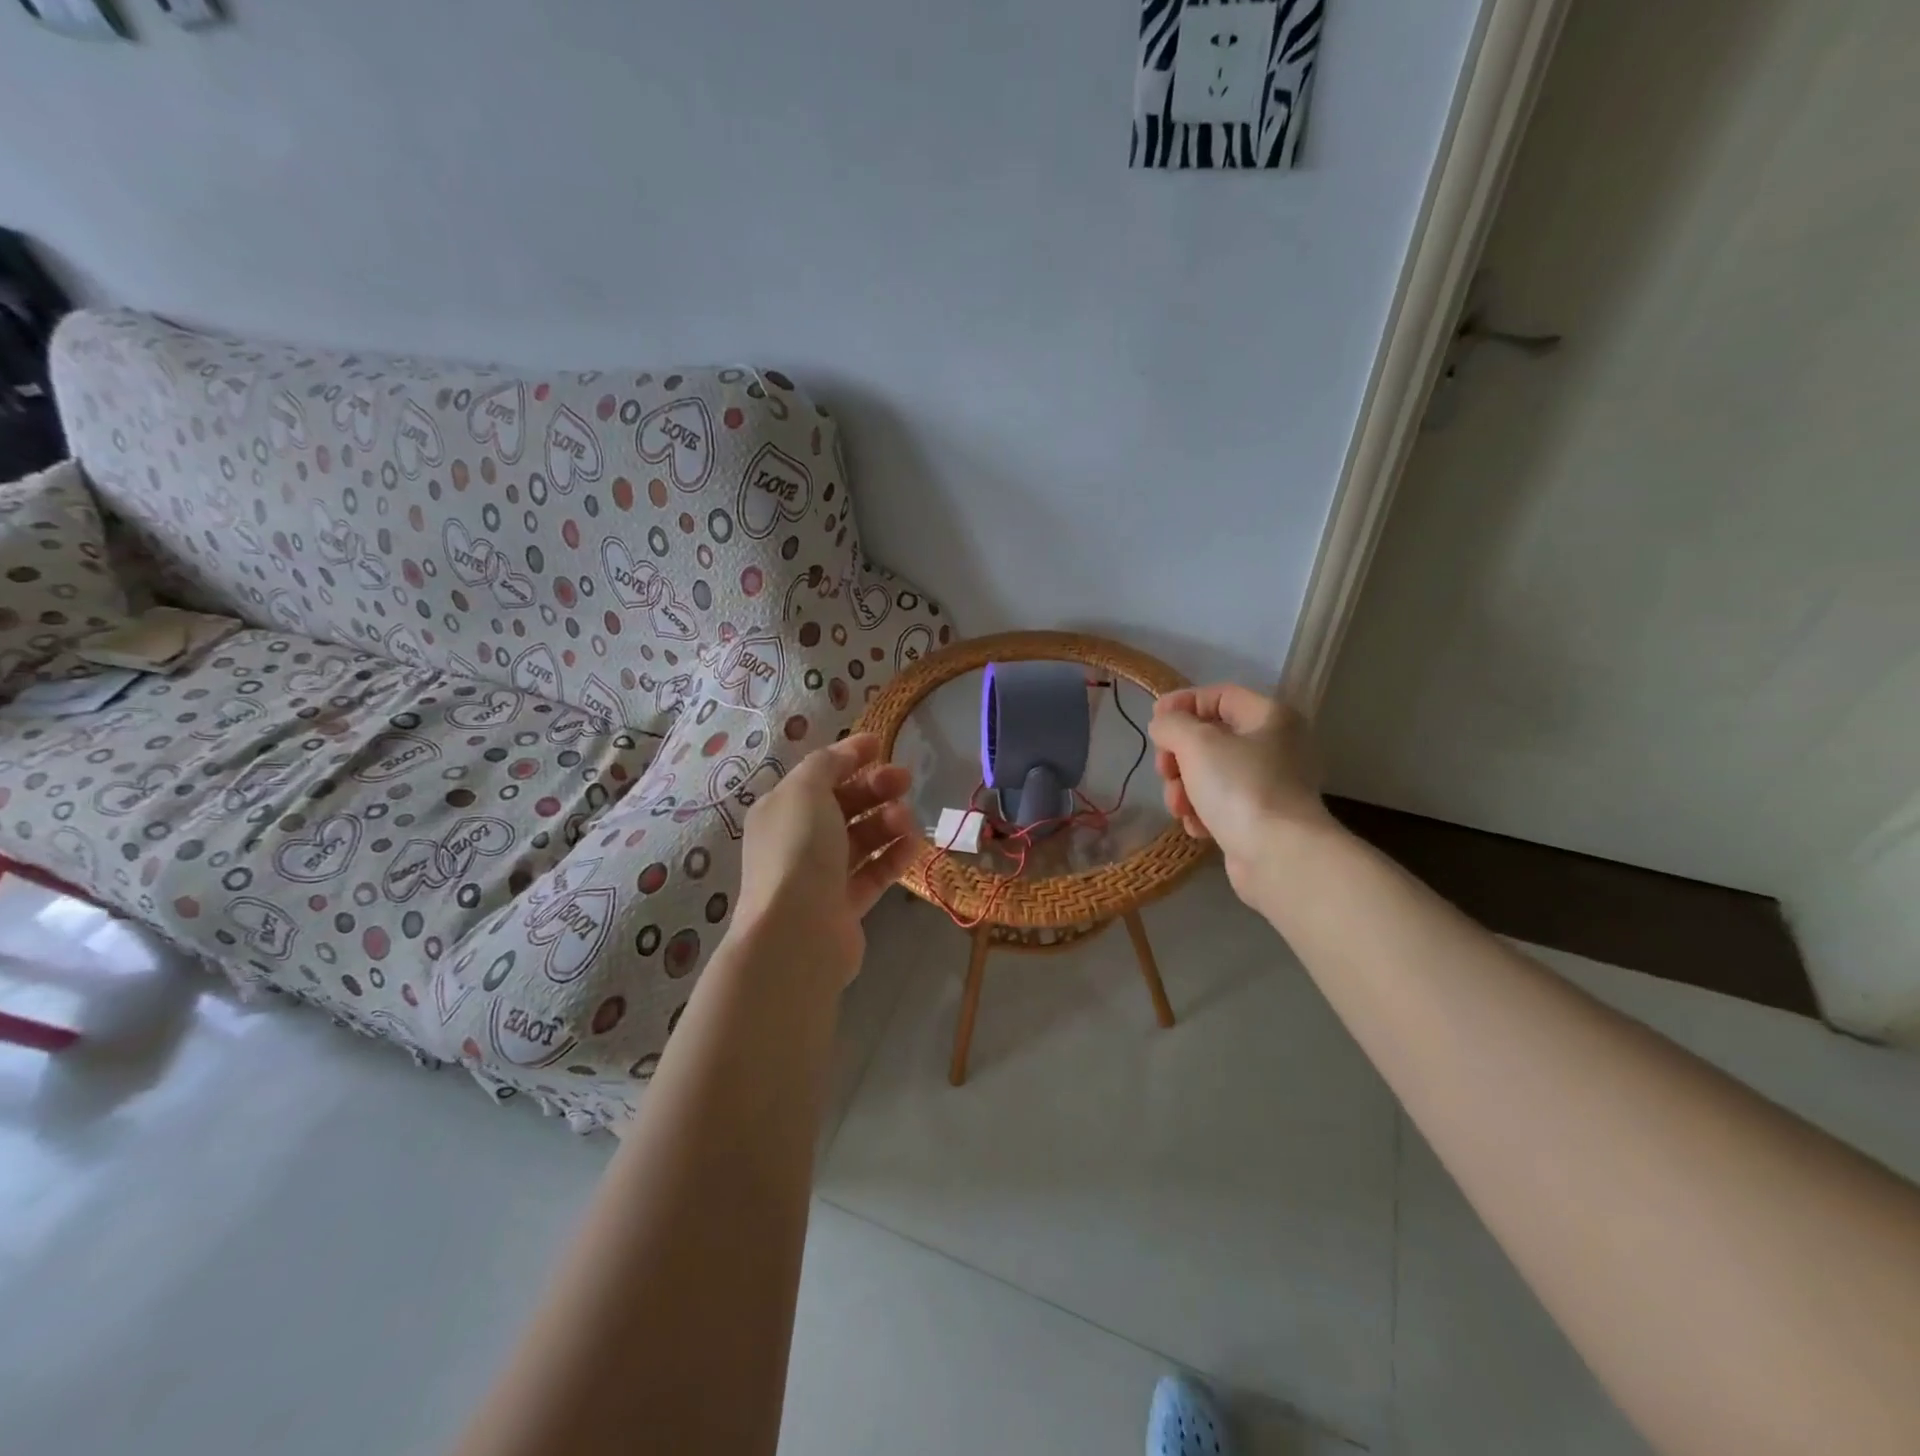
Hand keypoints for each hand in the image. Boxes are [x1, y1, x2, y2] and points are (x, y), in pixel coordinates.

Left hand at [734, 733, 916, 984]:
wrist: (797, 932)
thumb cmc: (798, 850)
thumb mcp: (806, 791)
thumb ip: (827, 764)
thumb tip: (846, 753)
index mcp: (781, 810)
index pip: (818, 774)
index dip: (848, 756)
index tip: (881, 743)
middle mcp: (797, 840)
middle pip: (843, 805)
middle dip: (874, 788)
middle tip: (906, 779)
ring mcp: (821, 875)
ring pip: (861, 839)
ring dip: (887, 822)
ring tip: (906, 819)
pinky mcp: (844, 905)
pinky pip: (873, 873)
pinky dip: (893, 857)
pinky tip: (913, 845)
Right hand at [1149, 685, 1332, 903]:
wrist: (1279, 857)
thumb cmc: (1240, 788)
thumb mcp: (1197, 743)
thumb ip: (1172, 724)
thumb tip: (1163, 725)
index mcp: (1270, 717)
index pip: (1220, 695)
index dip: (1183, 703)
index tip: (1154, 722)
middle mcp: (1275, 747)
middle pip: (1210, 738)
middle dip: (1178, 756)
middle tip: (1164, 771)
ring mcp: (1269, 785)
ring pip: (1210, 774)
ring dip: (1184, 788)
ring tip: (1179, 807)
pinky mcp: (1260, 819)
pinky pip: (1220, 804)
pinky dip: (1202, 812)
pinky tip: (1197, 827)